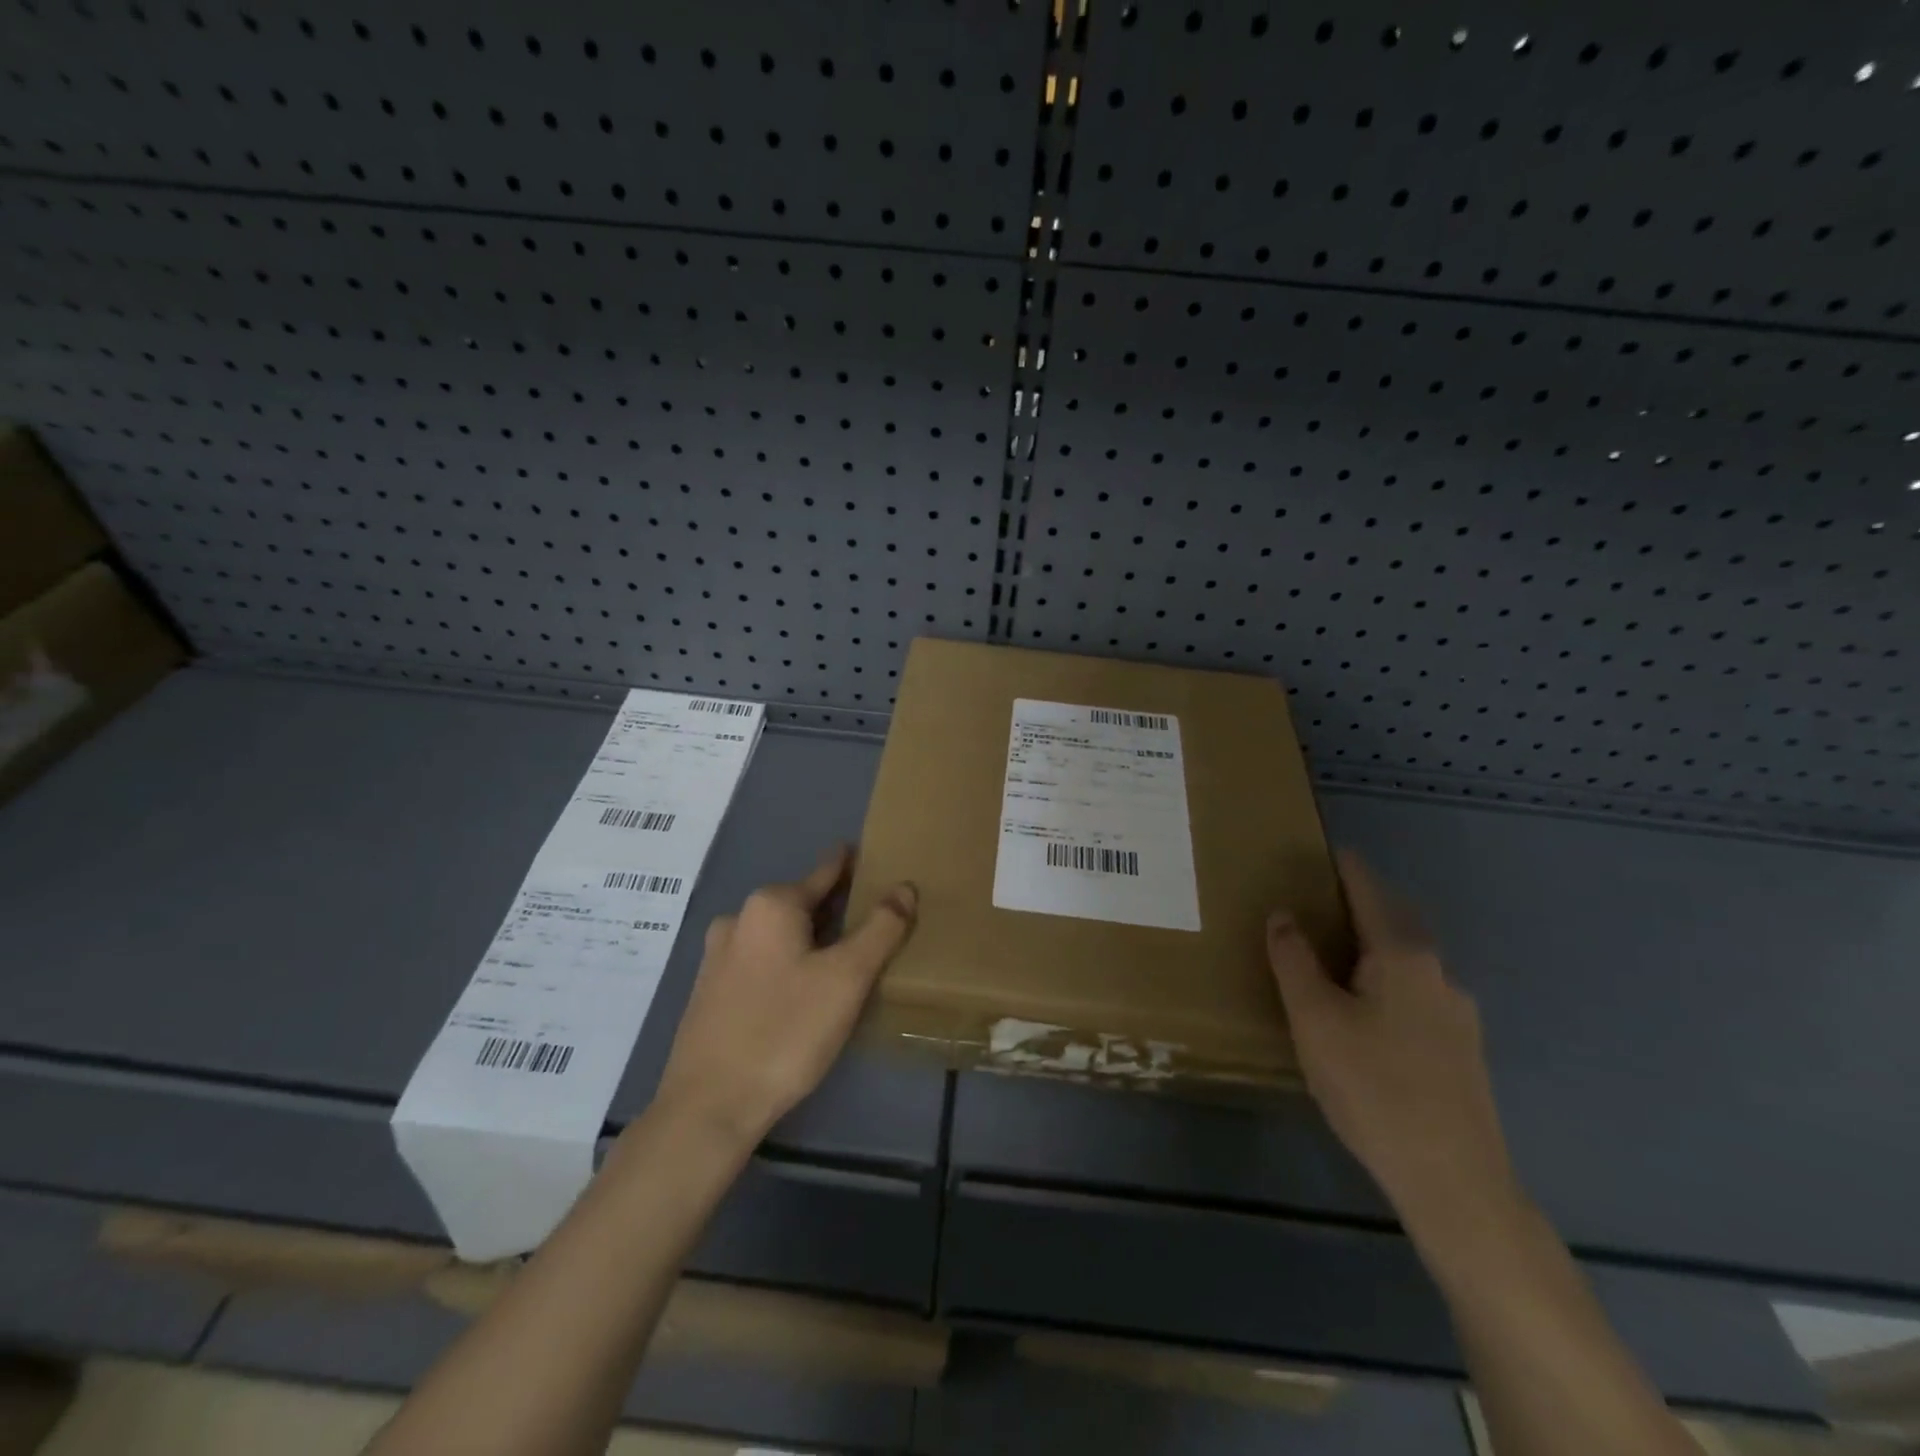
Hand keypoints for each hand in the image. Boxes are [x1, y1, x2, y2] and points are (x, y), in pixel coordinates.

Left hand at [652, 845, 917, 1148]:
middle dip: (835, 907)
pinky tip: (803, 989)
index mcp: (771, 905)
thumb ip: (880, 928)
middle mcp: (739, 919)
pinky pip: (761, 960)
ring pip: (779, 934)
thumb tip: (905, 887)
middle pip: (801, 902)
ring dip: (811, 938)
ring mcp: (718, 956)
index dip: (853, 865)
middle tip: (872, 916)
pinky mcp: (709, 991)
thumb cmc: (785, 1031)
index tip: (873, 857)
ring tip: (844, 954)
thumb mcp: (846, 978)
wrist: (708, 1107)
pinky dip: (788, 961)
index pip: (825, 872)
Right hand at [1266, 852, 1521, 1249]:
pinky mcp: (1463, 1051)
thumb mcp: (1314, 1018)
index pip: (1370, 891)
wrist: (1453, 1180)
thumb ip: (1293, 960)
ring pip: (1407, 962)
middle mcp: (1439, 973)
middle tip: (1317, 903)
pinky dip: (1387, 983)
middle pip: (1395, 922)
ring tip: (1334, 961)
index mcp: (1403, 955)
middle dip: (1359, 906)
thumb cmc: (1372, 1087)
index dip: (1346, 867)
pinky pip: (1417, 995)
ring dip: (1373, 948)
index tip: (1325, 849)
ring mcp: (1458, 1014)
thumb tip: (1283, 914)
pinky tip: (1367, 1015)